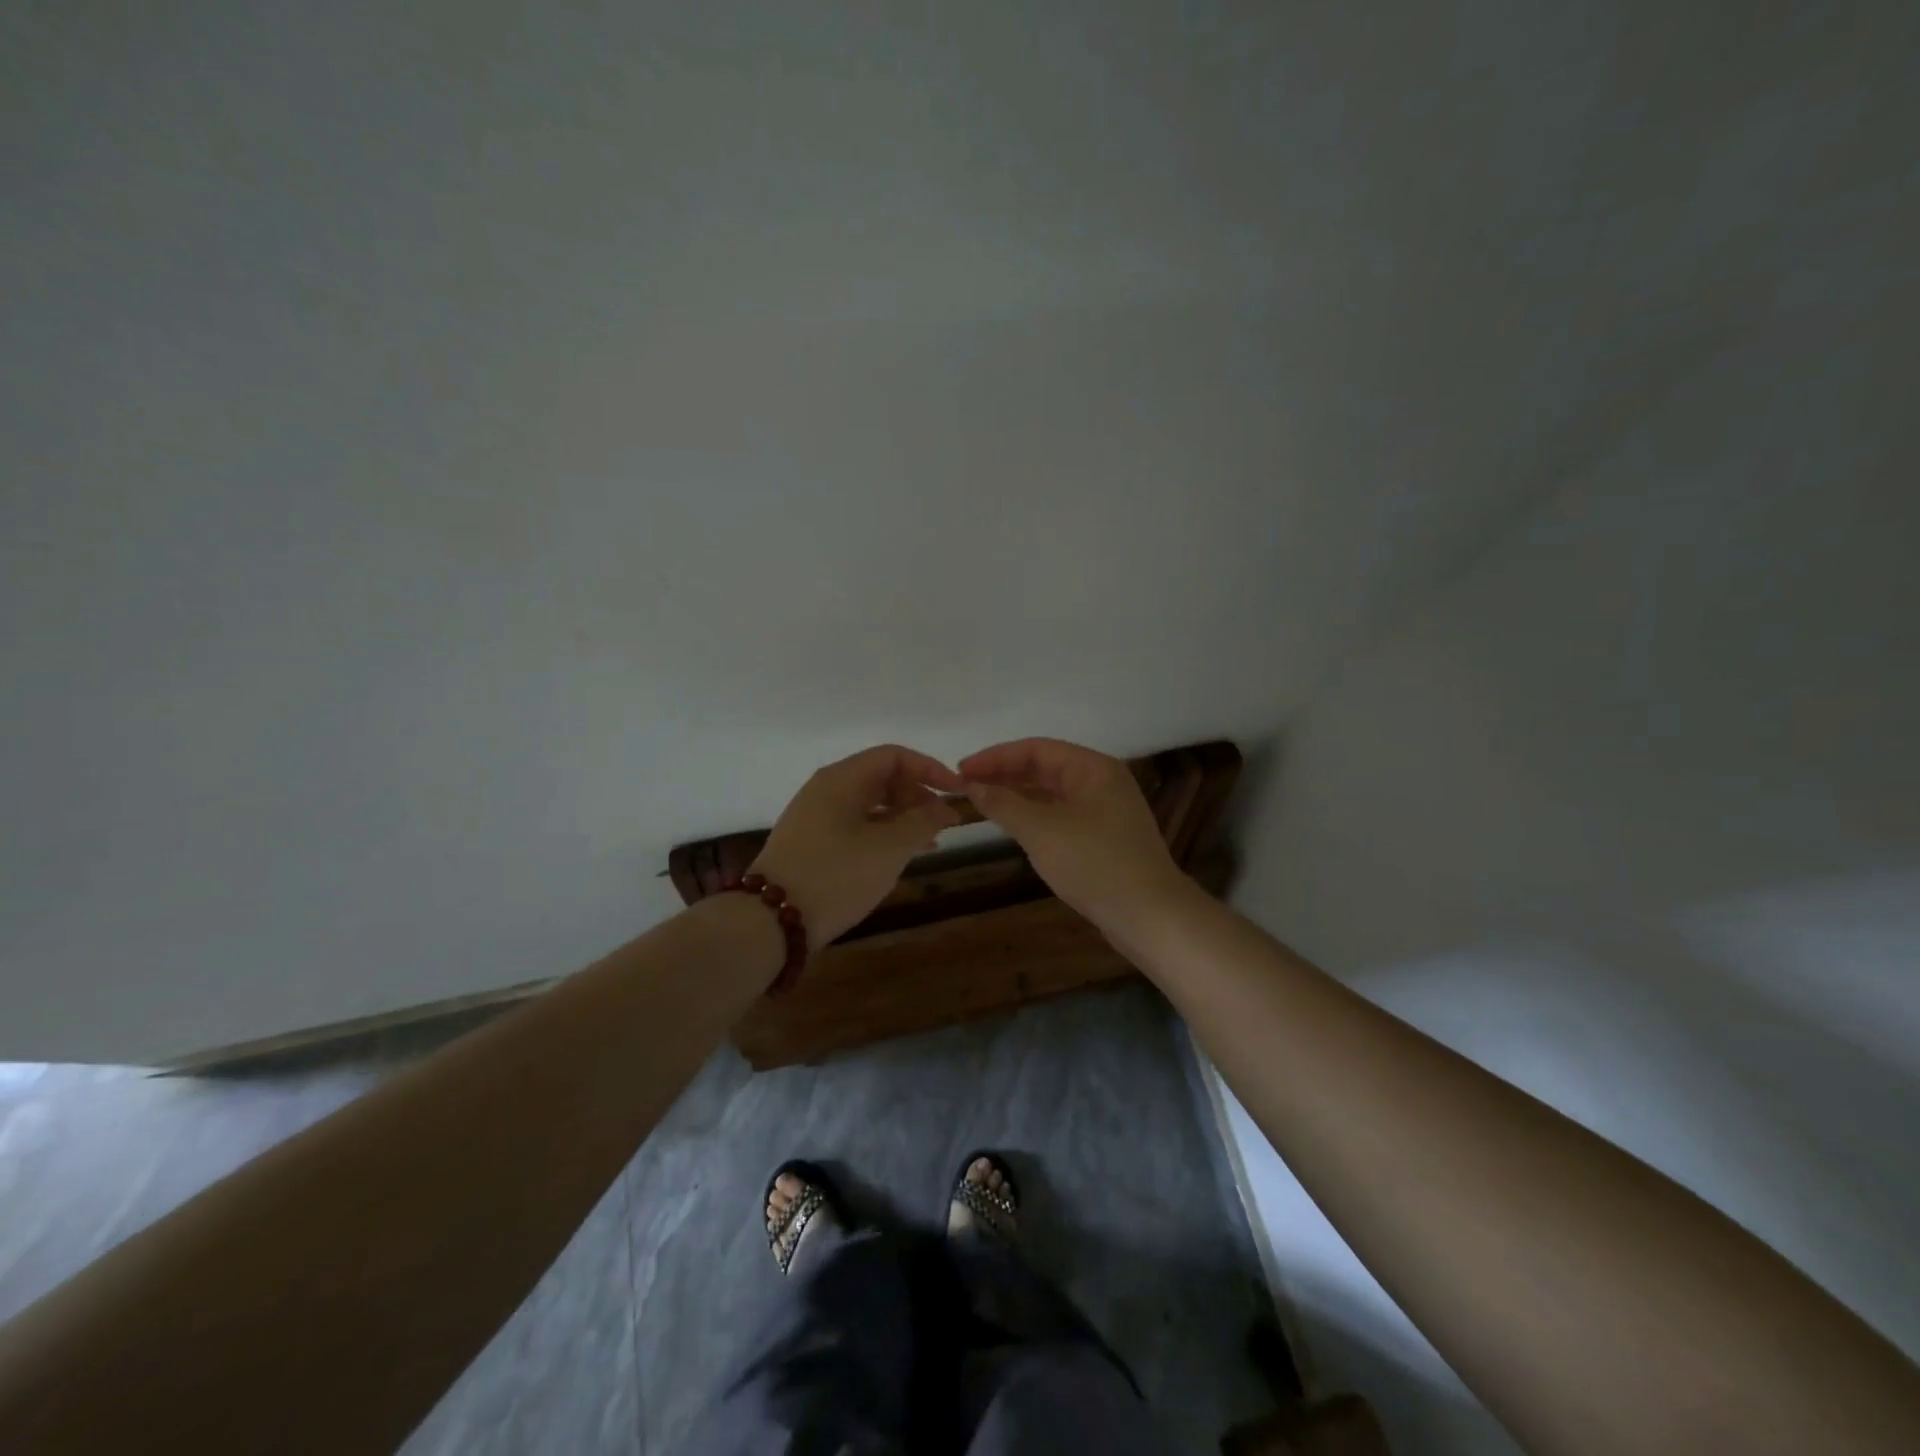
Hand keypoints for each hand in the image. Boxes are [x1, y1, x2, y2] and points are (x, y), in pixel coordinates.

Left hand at [750, 745, 964, 944]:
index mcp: (842, 779)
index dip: (930, 769)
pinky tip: (899, 857)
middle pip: (881, 778)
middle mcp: (826, 789)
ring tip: (931, 843)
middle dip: (918, 795)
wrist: (770, 922)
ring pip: (870, 805)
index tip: (958, 792)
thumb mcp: (889, 848)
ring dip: (903, 818)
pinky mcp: (811, 843)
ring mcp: (815, 816)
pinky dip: (883, 834)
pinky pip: (856, 826)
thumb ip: (922, 821)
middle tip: (944, 823)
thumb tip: (944, 806)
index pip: (894, 756)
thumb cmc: (836, 875)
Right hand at [958, 738, 1185, 927]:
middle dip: (1005, 774)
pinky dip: (1034, 815)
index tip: (961, 770)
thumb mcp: (1041, 831)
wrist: (1149, 915)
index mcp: (1093, 768)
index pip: (1036, 749)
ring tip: (982, 802)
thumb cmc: (1094, 863)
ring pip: (1053, 793)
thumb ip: (1004, 804)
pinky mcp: (1105, 838)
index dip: (996, 757)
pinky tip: (1013, 825)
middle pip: (1046, 767)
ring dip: (1018, 795)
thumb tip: (973, 786)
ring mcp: (1106, 811)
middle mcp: (1102, 782)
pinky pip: (1061, 814)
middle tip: (966, 786)